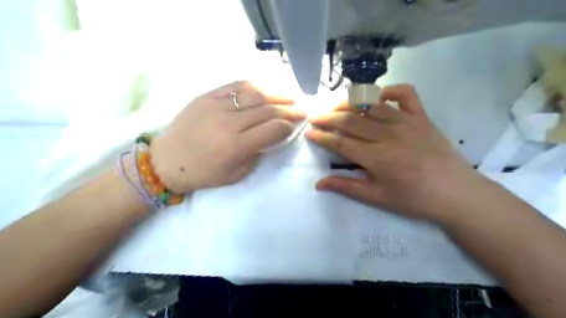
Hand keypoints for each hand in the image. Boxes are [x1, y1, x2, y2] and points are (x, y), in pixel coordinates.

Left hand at [151, 81, 304, 191]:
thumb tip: (270, 137)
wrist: (165, 160)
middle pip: (267, 110)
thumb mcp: (234, 175)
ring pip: (255, 94)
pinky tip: (266, 88)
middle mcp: (228, 122)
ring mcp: (216, 105)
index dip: (288, 126)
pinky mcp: (206, 96)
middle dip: (289, 109)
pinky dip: (255, 85)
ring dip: (277, 94)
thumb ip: (256, 155)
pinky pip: (235, 86)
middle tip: (303, 108)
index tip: (298, 123)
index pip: (272, 130)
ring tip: (290, 96)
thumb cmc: (201, 174)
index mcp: (235, 146)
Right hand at [307, 85, 488, 222]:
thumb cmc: (414, 199)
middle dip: (329, 118)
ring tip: (335, 106)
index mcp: (377, 157)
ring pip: (370, 106)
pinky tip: (377, 97)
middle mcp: (388, 134)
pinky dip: (389, 91)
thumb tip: (318, 183)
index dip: (323, 137)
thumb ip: (347, 186)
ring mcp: (406, 122)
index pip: (341, 142)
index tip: (309, 132)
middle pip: (351, 121)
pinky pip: (405, 94)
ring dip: (349, 104)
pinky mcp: (422, 117)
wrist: (457, 193)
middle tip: (315, 116)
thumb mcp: (377, 198)